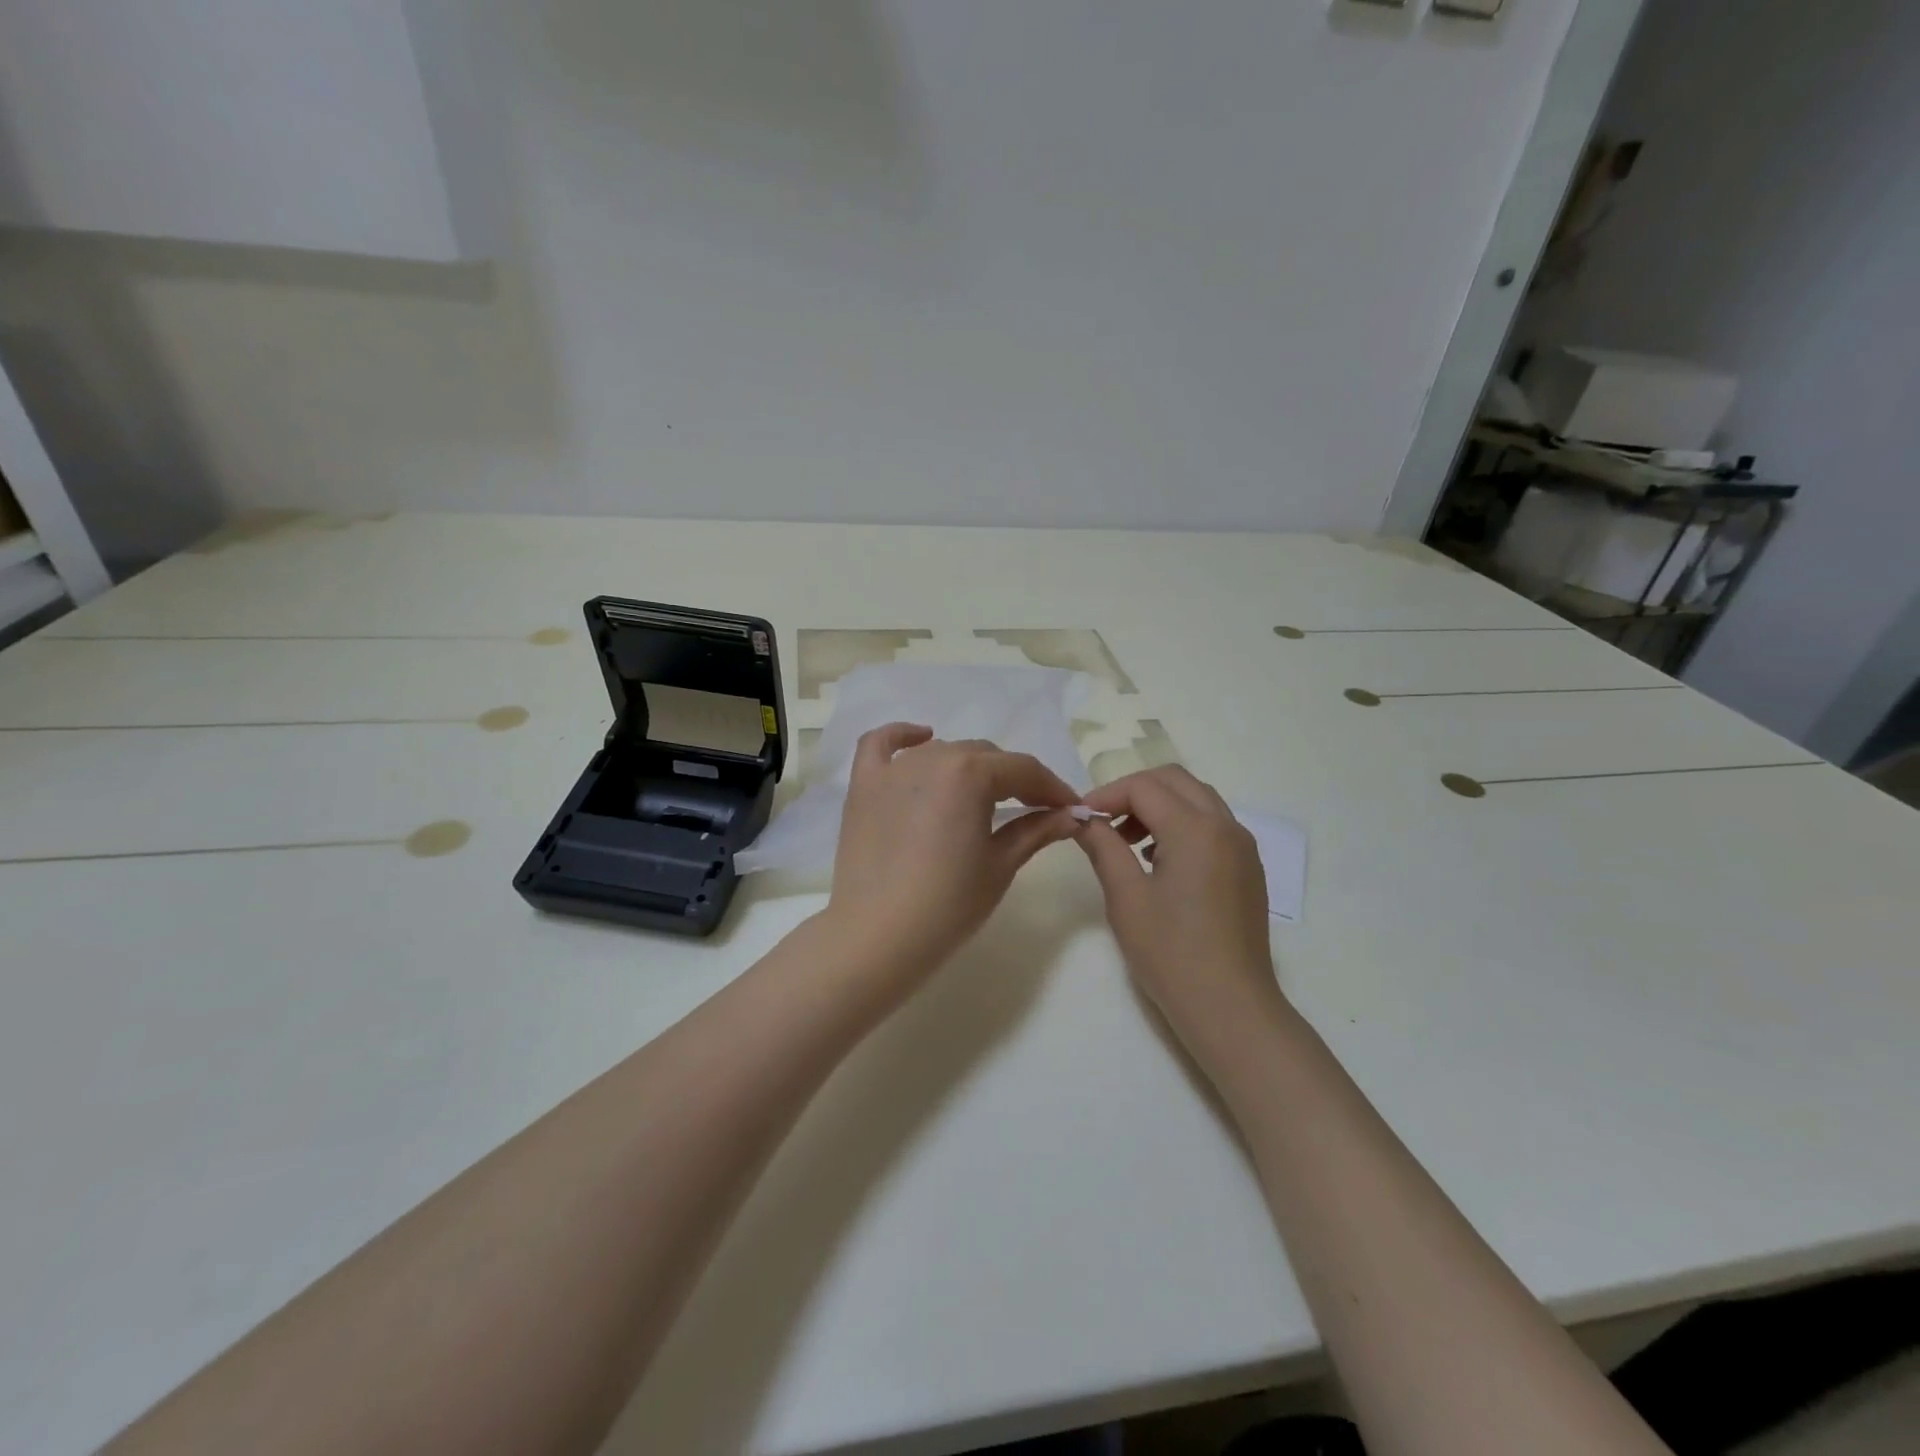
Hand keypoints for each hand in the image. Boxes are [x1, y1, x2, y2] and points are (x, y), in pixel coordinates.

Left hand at [824, 724, 1080, 987]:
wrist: (877, 937)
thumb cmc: (948, 905)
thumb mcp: (1000, 865)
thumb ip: (1037, 830)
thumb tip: (1072, 815)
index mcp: (970, 773)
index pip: (1023, 770)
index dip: (1052, 788)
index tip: (1070, 808)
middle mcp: (931, 757)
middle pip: (985, 757)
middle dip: (1014, 780)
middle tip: (1033, 810)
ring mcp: (893, 769)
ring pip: (942, 752)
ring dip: (969, 768)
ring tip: (983, 796)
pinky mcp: (863, 785)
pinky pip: (880, 744)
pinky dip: (902, 737)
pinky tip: (922, 738)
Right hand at [1073, 766, 1282, 1054]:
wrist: (1230, 1008)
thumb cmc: (1171, 953)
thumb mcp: (1126, 897)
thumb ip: (1103, 847)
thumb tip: (1083, 819)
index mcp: (1196, 829)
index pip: (1144, 787)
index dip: (1106, 794)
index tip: (1080, 818)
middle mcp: (1226, 826)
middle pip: (1175, 780)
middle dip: (1134, 791)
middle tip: (1104, 822)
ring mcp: (1243, 847)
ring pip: (1197, 799)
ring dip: (1159, 806)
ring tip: (1127, 843)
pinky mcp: (1248, 868)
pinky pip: (1213, 825)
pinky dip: (1182, 824)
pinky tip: (1159, 861)